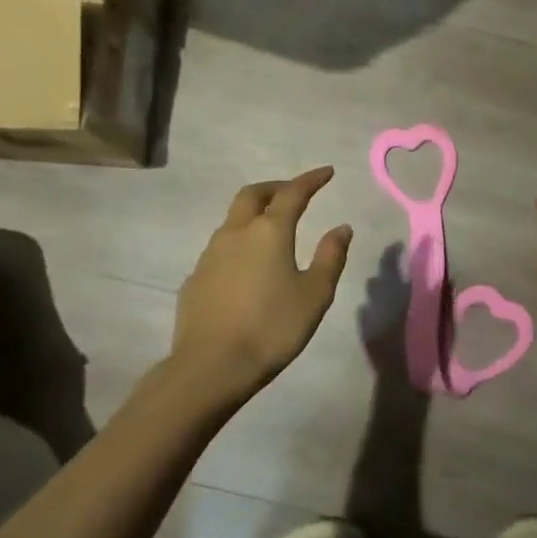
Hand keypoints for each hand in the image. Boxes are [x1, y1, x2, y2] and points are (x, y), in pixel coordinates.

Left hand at [172, 167, 352, 389]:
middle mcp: (236, 233)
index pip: (293, 193)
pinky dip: (239, 244)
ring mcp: (210, 255)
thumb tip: (341, 228)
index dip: (311, 180)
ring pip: (233, 220)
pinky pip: (220, 249)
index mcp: (269, 232)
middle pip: (252, 195)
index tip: (327, 172)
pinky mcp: (195, 278)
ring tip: (272, 230)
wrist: (211, 365)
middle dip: (276, 188)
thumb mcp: (315, 294)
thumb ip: (330, 256)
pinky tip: (247, 268)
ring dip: (254, 215)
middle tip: (293, 193)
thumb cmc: (272, 328)